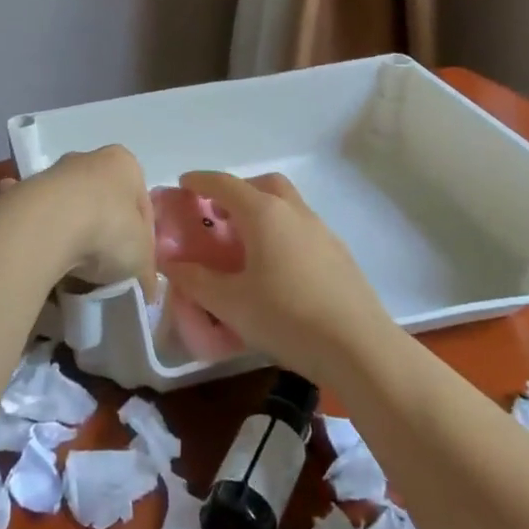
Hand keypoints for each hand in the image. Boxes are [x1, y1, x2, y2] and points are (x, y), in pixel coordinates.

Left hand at [0, 146, 156, 297]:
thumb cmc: (107, 230)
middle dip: (104, 235)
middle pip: (103, 204)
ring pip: (68, 211)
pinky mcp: (19, 193)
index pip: (141, 206)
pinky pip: (35, 220)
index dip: (143, 242)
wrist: (45, 227)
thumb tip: (146, 289)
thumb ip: (146, 272)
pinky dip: (37, 237)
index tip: (138, 271)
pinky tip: (41, 260)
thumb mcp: (142, 259)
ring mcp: (50, 174)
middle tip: (105, 272)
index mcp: (124, 165)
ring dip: (71, 236)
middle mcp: (87, 160)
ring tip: (73, 275)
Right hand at [165, 171, 391, 384]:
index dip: (200, 181)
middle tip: (219, 215)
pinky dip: (282, 232)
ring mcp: (321, 230)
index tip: (183, 184)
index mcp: (264, 213)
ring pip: (286, 204)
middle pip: (262, 184)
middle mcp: (293, 211)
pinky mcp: (338, 252)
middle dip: (237, 191)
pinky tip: (277, 269)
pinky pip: (301, 227)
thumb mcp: (230, 303)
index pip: (224, 184)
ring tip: (245, 245)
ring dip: (262, 211)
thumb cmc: (287, 317)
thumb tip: (169, 263)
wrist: (359, 346)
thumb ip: (195, 280)